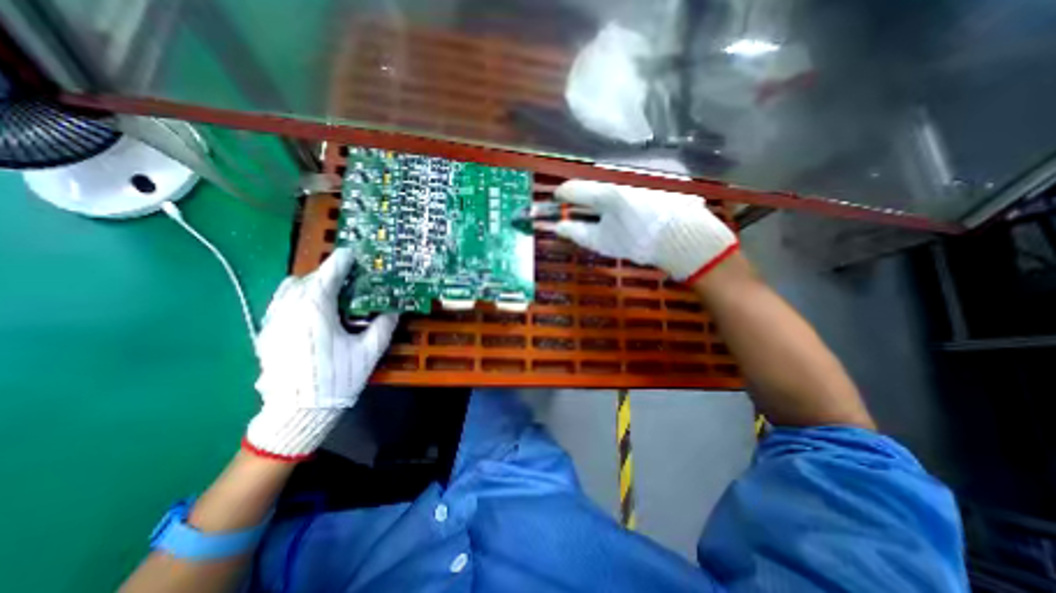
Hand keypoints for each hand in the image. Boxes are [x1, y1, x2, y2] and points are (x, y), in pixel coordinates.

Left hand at [245, 247, 397, 460]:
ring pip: (288, 289)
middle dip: (328, 274)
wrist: (296, 414)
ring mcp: (273, 321)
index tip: (352, 253)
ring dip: (310, 285)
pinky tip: (311, 314)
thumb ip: (383, 326)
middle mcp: (289, 309)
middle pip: (308, 279)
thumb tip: (394, 310)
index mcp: (315, 309)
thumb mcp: (368, 352)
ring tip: (329, 295)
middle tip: (348, 281)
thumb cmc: (336, 380)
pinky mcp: (266, 334)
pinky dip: (296, 299)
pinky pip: (280, 304)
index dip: (342, 261)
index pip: (328, 275)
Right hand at [556, 178, 736, 280]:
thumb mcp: (603, 242)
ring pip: (610, 186)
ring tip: (607, 218)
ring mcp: (638, 179)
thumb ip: (577, 232)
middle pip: (591, 186)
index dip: (561, 196)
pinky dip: (621, 200)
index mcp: (605, 192)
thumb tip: (557, 227)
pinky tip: (630, 215)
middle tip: (581, 215)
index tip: (557, 203)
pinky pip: (628, 188)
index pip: (573, 188)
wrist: (685, 239)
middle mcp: (620, 179)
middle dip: (583, 199)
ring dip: (602, 199)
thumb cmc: (638, 242)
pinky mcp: (654, 184)